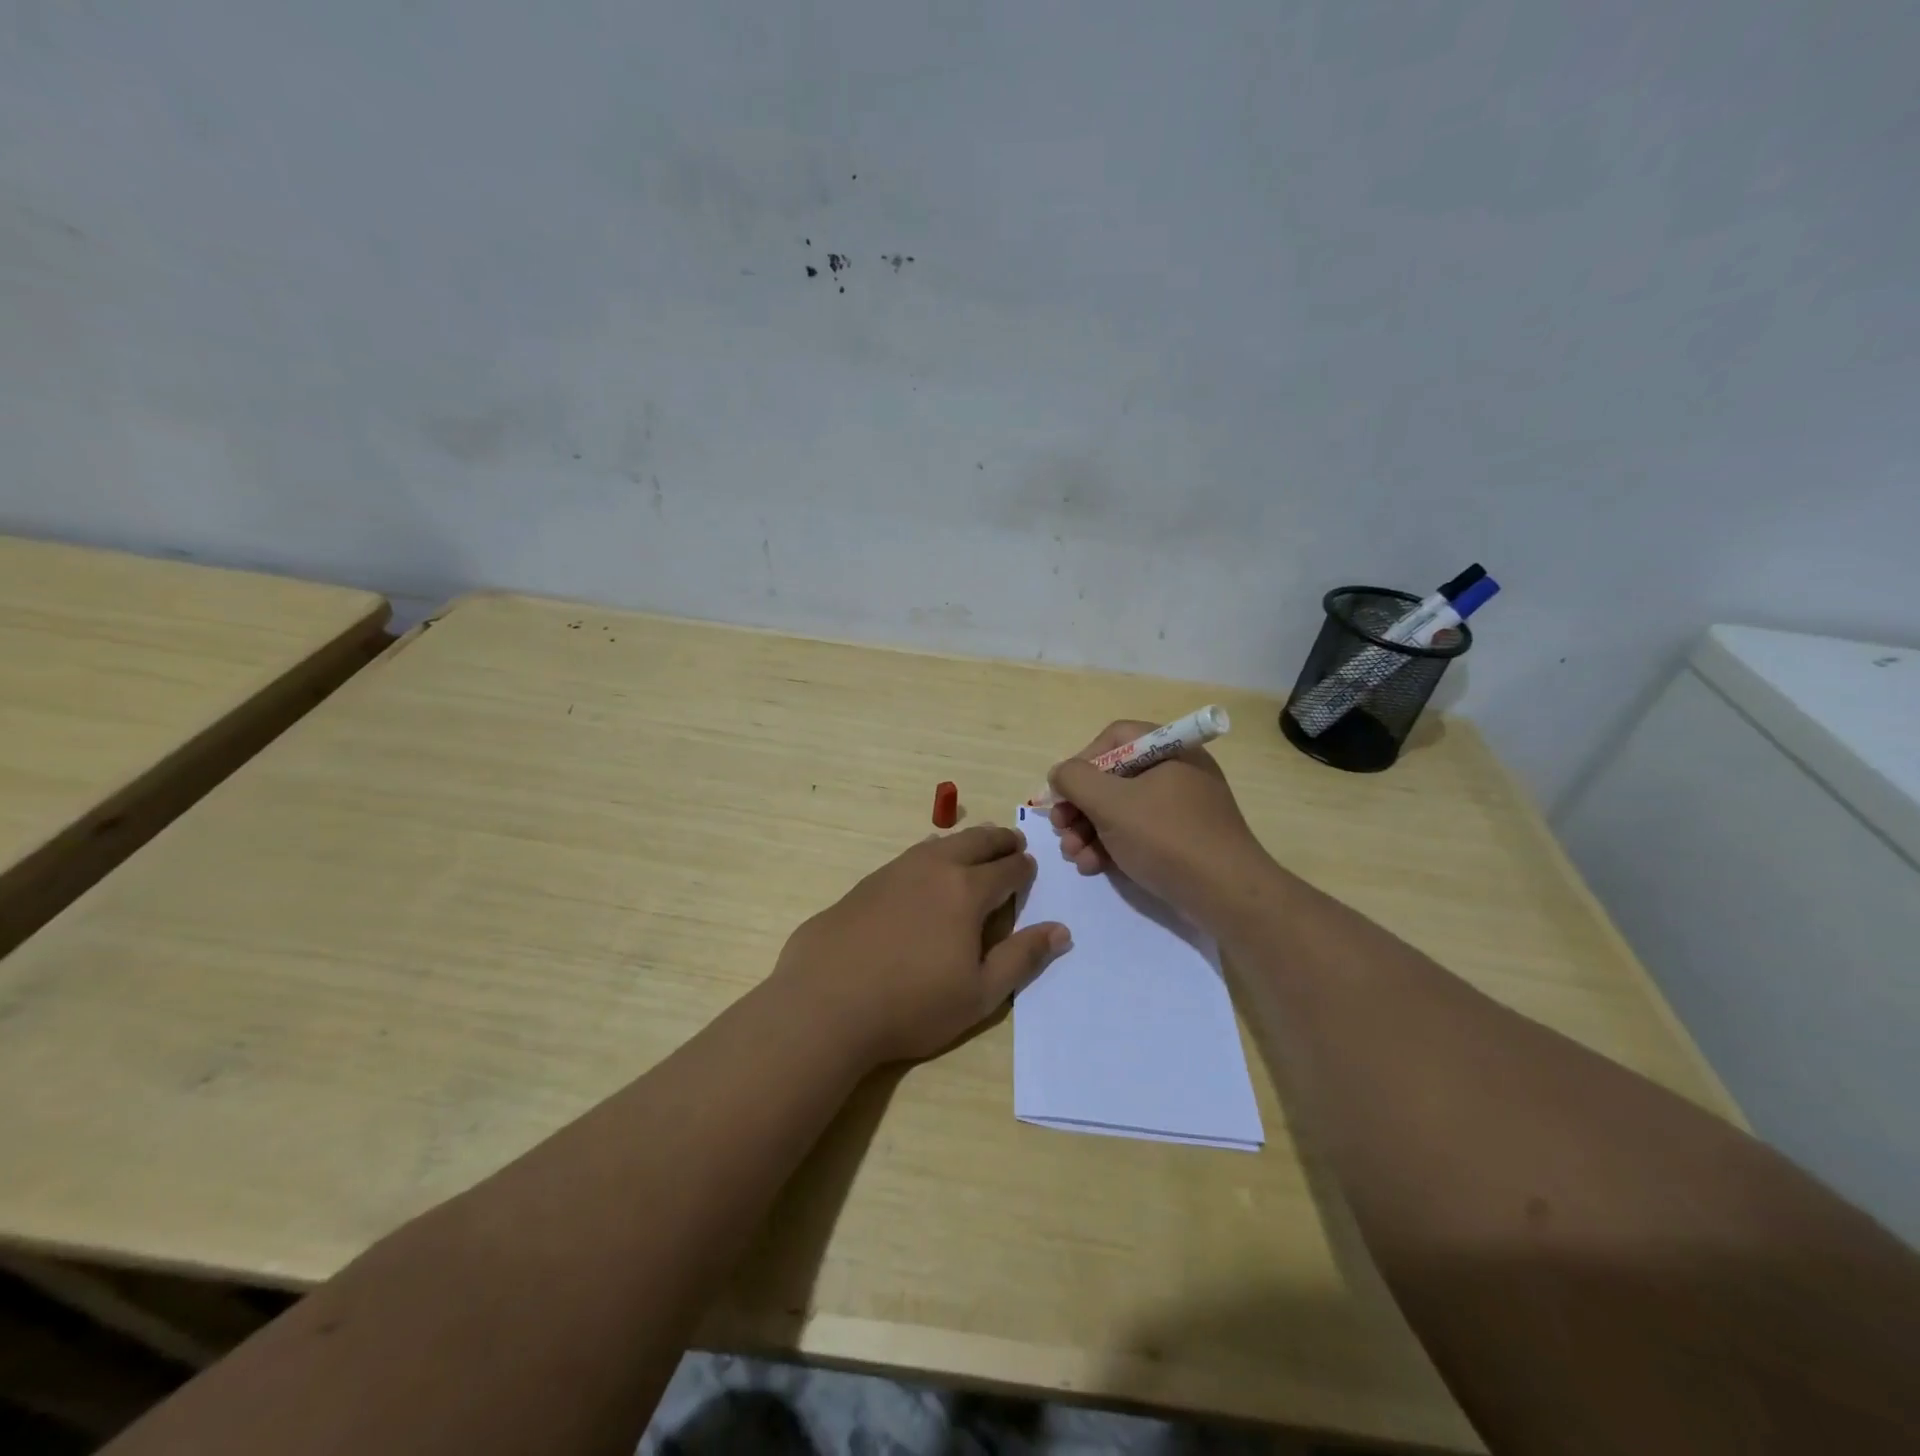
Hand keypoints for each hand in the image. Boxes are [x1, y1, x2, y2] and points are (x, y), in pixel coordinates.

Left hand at [772, 825, 1070, 1065]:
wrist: (826, 1002)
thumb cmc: (912, 1004)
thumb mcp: (980, 993)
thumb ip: (1022, 958)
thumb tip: (1061, 931)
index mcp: (967, 891)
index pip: (1007, 869)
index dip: (1024, 868)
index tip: (1030, 867)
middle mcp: (934, 869)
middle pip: (976, 841)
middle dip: (1000, 840)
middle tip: (1013, 842)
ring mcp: (896, 871)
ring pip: (941, 843)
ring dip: (965, 842)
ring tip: (975, 848)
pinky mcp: (867, 882)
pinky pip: (911, 856)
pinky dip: (932, 854)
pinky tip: (926, 869)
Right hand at [1047, 720, 1272, 928]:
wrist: (1226, 896)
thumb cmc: (1166, 838)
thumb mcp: (1111, 803)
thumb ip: (1075, 780)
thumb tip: (1060, 774)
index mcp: (1170, 750)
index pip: (1115, 738)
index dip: (1083, 761)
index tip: (1064, 791)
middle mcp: (1177, 772)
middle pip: (1113, 777)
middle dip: (1080, 805)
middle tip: (1060, 828)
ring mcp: (1180, 808)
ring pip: (1121, 809)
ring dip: (1088, 830)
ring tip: (1072, 854)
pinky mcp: (1180, 840)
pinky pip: (1137, 832)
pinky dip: (1110, 846)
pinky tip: (1092, 866)